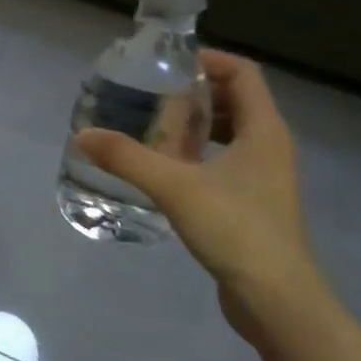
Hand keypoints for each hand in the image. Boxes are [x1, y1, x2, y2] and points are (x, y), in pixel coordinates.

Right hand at [75, 51, 332, 340]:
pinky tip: (168, 170)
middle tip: (153, 96)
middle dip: (196, 93)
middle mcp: (271, 146)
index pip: (242, 73)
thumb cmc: (235, 229)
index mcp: (264, 130)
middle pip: (237, 100)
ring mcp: (266, 177)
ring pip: (233, 133)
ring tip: (155, 129)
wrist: (276, 299)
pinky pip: (229, 161)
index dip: (208, 61)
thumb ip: (127, 158)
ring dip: (198, 125)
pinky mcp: (256, 203)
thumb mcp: (174, 187)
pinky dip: (201, 154)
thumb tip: (83, 136)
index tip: (168, 65)